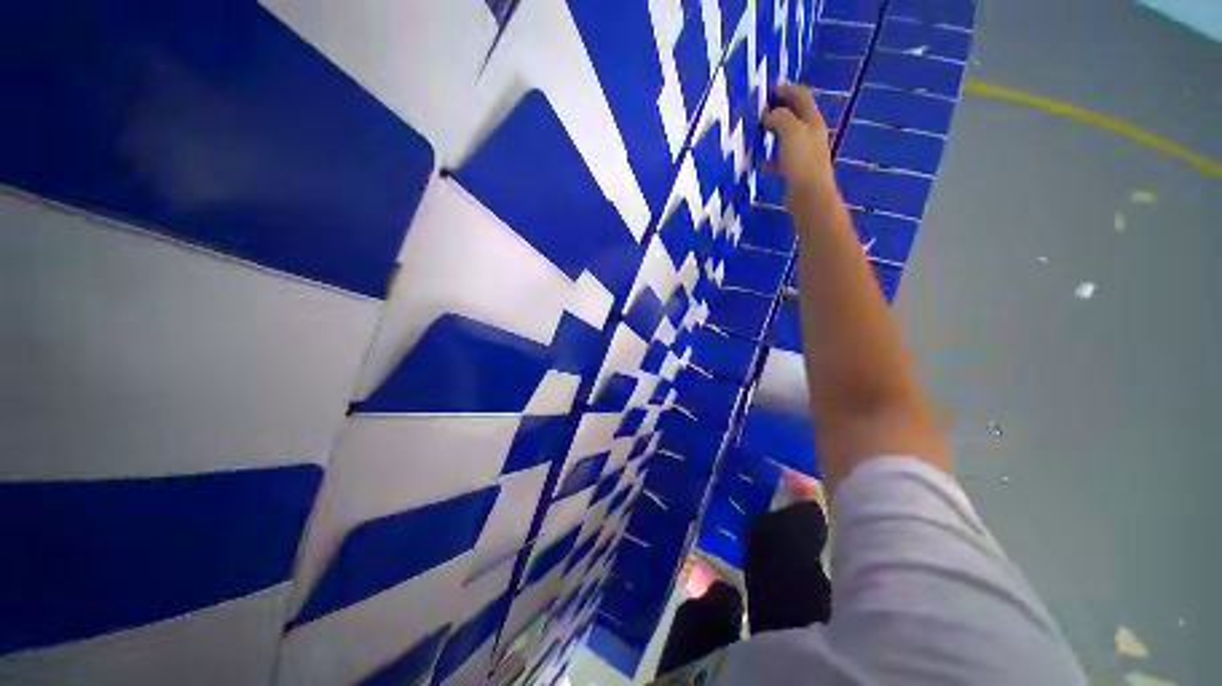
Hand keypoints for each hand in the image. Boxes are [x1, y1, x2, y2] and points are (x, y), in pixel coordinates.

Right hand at [763, 84, 836, 206]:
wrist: (809, 194)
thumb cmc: (802, 161)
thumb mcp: (791, 132)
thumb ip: (780, 118)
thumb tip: (768, 115)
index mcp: (812, 121)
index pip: (802, 97)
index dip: (788, 90)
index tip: (771, 89)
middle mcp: (810, 133)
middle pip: (795, 115)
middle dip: (780, 109)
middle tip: (761, 110)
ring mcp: (804, 152)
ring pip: (787, 136)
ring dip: (774, 131)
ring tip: (759, 132)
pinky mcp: (795, 170)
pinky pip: (781, 158)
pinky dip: (771, 155)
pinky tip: (761, 161)